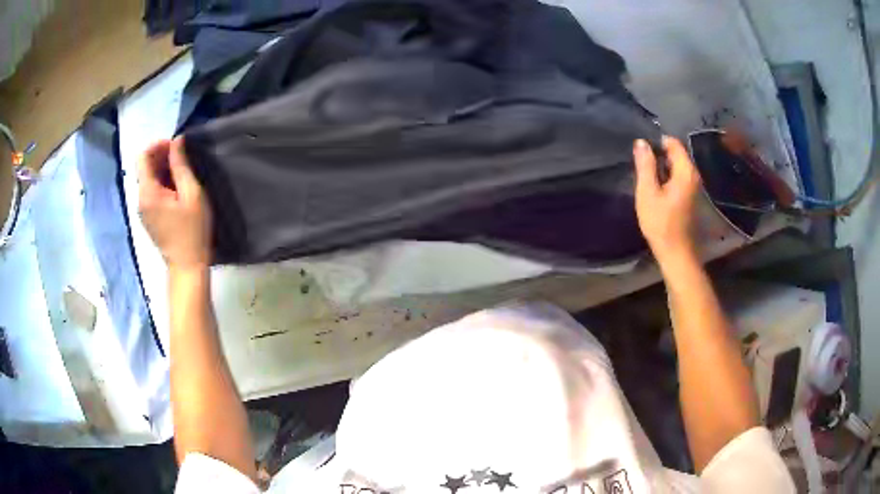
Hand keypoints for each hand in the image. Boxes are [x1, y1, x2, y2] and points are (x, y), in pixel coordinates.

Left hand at [138, 137, 211, 271]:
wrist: (188, 267)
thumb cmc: (192, 231)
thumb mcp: (192, 194)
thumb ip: (181, 165)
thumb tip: (177, 141)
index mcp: (148, 193)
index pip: (143, 156)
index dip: (158, 145)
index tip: (176, 147)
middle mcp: (140, 199)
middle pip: (144, 167)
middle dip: (162, 156)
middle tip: (183, 158)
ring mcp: (143, 210)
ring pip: (148, 179)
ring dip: (163, 170)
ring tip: (182, 173)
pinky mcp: (149, 218)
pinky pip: (151, 192)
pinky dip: (162, 183)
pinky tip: (177, 189)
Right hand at [633, 136, 700, 262]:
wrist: (677, 254)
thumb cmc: (661, 224)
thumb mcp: (647, 193)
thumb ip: (645, 165)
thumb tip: (641, 142)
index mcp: (686, 172)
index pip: (673, 143)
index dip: (656, 143)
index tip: (641, 153)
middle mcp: (694, 176)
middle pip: (676, 155)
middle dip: (658, 156)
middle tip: (641, 167)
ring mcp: (694, 188)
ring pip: (676, 168)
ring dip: (662, 169)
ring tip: (646, 179)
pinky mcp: (691, 198)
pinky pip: (678, 179)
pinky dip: (667, 180)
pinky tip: (656, 191)